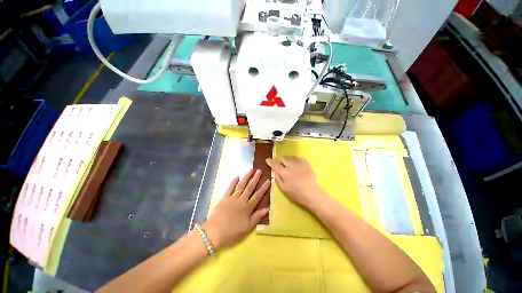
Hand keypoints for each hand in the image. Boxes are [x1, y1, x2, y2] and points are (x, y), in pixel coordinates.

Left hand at [203, 170, 269, 249]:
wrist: (213, 234)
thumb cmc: (232, 233)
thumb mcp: (247, 228)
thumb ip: (257, 217)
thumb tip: (267, 208)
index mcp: (247, 208)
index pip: (258, 196)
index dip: (263, 188)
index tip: (268, 180)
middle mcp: (241, 200)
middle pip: (249, 188)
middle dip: (255, 179)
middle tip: (259, 170)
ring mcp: (232, 198)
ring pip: (241, 186)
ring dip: (246, 177)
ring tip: (250, 170)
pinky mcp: (224, 198)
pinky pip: (229, 189)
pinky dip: (233, 182)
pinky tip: (236, 176)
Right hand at [266, 156, 324, 207]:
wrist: (313, 194)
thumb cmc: (297, 194)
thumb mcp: (284, 189)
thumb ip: (278, 179)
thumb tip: (275, 172)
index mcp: (284, 172)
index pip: (275, 164)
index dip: (270, 161)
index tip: (267, 160)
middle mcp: (291, 166)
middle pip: (283, 158)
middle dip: (279, 159)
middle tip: (278, 162)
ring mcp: (299, 163)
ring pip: (290, 157)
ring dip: (286, 158)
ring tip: (286, 162)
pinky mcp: (306, 163)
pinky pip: (298, 158)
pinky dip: (295, 159)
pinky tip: (295, 162)